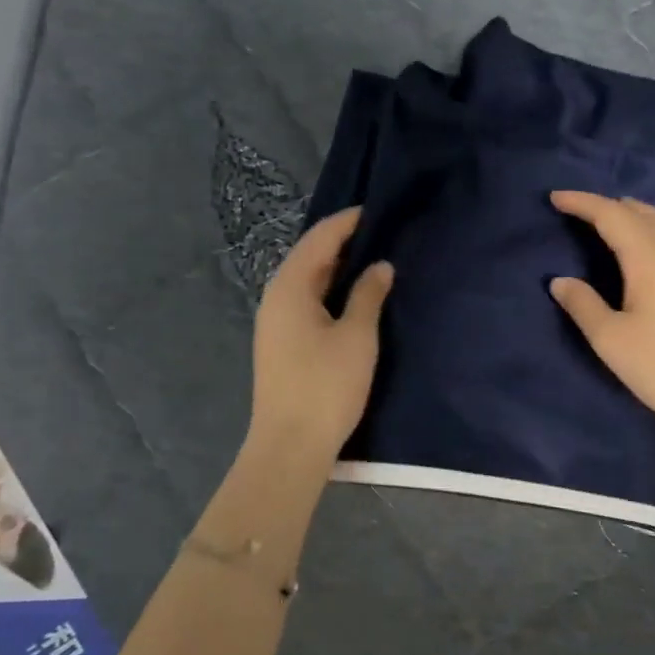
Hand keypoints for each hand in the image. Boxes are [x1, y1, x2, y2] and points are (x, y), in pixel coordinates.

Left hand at [249, 208, 392, 461]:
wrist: (290, 445)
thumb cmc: (326, 385)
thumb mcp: (357, 336)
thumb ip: (369, 295)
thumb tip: (380, 266)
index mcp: (290, 288)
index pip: (319, 239)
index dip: (346, 222)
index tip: (374, 209)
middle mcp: (275, 298)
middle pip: (308, 257)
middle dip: (341, 242)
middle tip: (378, 232)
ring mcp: (274, 323)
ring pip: (306, 282)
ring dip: (335, 268)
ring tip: (370, 260)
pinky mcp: (280, 344)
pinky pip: (305, 302)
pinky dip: (328, 291)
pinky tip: (350, 298)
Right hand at [549, 192, 654, 447]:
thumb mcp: (611, 340)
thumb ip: (583, 306)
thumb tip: (560, 281)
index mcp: (651, 261)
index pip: (613, 217)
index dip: (583, 203)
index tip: (555, 198)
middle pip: (643, 214)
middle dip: (610, 205)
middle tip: (581, 209)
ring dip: (639, 214)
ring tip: (618, 216)